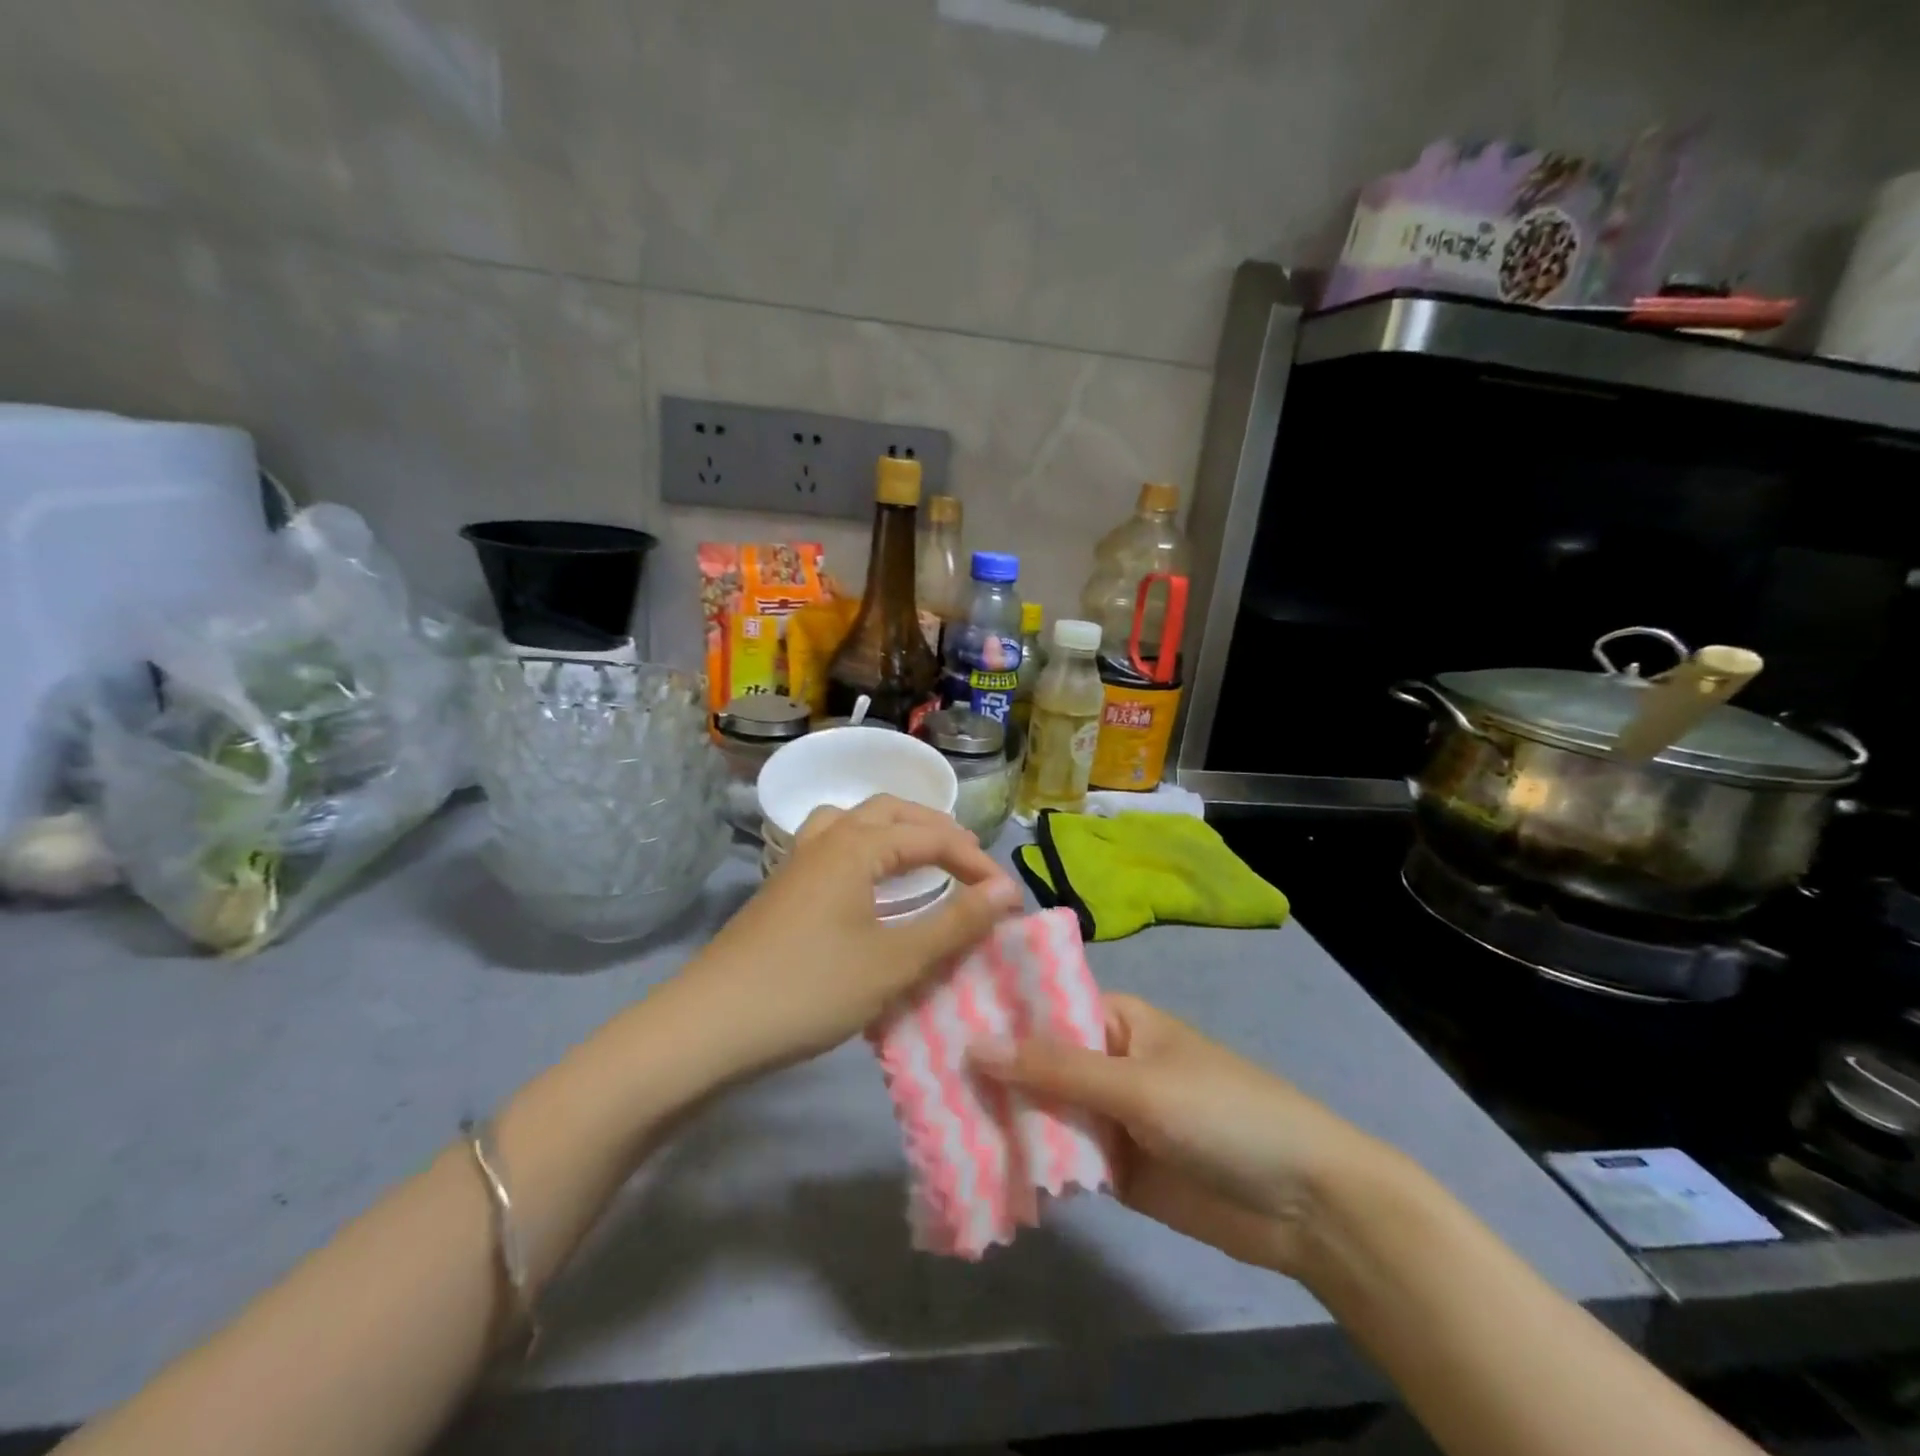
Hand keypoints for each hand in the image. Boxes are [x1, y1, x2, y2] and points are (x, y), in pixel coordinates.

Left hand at [680, 795, 1023, 1075]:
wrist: (710, 1025)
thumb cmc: (811, 989)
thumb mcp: (894, 961)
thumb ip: (954, 924)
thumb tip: (1006, 891)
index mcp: (857, 845)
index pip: (933, 836)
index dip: (976, 862)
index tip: (1009, 898)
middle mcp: (827, 837)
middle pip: (892, 812)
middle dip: (938, 831)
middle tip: (971, 863)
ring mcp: (798, 860)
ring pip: (856, 821)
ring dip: (897, 830)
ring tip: (922, 857)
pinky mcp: (783, 887)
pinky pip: (835, 844)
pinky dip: (866, 847)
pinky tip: (869, 883)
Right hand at [972, 995, 1393, 1276]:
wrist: (1304, 1204)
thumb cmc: (1222, 1112)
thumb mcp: (1136, 1083)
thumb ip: (1054, 1069)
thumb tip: (973, 1045)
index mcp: (1115, 1019)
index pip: (1041, 1008)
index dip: (992, 1015)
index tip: (932, 1021)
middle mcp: (1105, 1061)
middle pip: (1035, 1063)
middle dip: (989, 1074)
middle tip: (916, 1082)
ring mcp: (1109, 1117)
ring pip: (1043, 1112)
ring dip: (1002, 1121)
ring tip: (930, 1125)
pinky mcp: (1115, 1169)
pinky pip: (1062, 1160)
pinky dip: (1030, 1165)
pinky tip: (977, 1170)